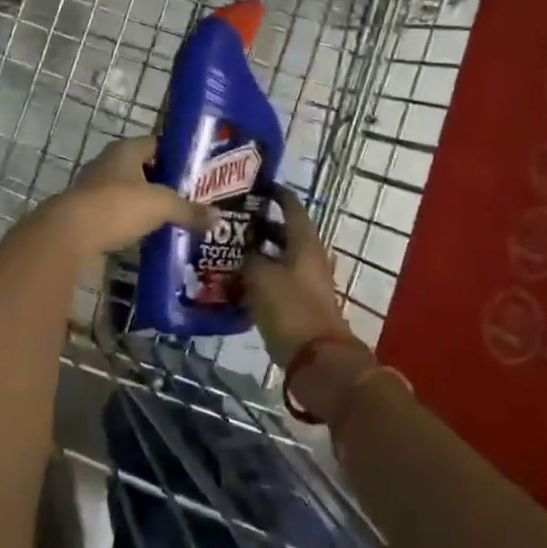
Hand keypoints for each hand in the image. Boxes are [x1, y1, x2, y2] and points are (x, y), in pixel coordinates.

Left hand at [40, 137, 212, 259]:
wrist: (69, 235)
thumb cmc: (117, 206)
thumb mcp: (161, 206)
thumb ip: (189, 210)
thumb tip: (218, 218)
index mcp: (126, 150)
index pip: (157, 143)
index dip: (178, 154)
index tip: (198, 169)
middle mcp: (108, 163)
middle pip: (143, 168)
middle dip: (165, 181)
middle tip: (192, 195)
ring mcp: (94, 188)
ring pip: (129, 191)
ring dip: (147, 203)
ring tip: (174, 217)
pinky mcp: (87, 214)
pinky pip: (118, 213)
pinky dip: (133, 221)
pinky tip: (150, 234)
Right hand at [245, 187, 350, 364]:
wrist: (318, 360)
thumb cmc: (290, 308)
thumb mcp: (261, 277)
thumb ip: (249, 258)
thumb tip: (244, 253)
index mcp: (305, 242)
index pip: (291, 207)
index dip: (275, 194)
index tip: (256, 187)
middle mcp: (310, 257)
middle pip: (285, 234)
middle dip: (260, 228)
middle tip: (231, 224)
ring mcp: (308, 283)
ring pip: (280, 260)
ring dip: (258, 256)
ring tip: (228, 254)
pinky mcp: (301, 305)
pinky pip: (278, 283)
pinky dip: (261, 280)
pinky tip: (237, 284)